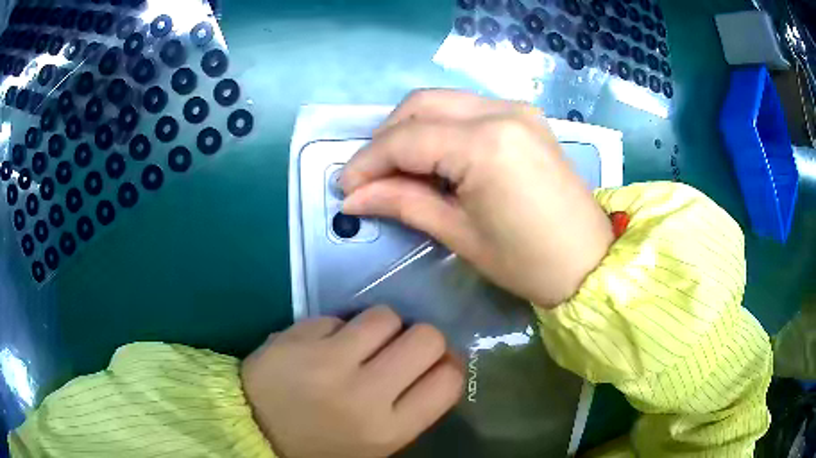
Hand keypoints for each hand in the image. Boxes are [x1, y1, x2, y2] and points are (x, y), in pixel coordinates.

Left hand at [241, 306, 462, 457]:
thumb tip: (438, 363)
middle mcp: (364, 395)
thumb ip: (411, 408)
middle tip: (401, 348)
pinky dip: (337, 329)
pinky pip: (338, 316)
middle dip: (421, 338)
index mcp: (388, 430)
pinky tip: (321, 347)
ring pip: (384, 315)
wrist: (253, 431)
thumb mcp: (376, 444)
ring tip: (361, 344)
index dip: (448, 365)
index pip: (448, 380)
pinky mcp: (296, 337)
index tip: (434, 364)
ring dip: (380, 327)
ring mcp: (327, 362)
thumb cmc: (321, 445)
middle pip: (426, 338)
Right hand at [341, 89, 612, 307]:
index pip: (406, 140)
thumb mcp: (459, 234)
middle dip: (386, 137)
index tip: (345, 187)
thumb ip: (403, 203)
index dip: (367, 162)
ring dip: (411, 128)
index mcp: (485, 145)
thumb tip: (353, 197)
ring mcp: (516, 109)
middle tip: (370, 175)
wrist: (589, 261)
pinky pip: (467, 109)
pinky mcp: (525, 117)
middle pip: (420, 105)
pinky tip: (434, 156)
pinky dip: (440, 126)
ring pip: (442, 101)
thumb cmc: (527, 261)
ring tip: (397, 168)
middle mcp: (500, 111)